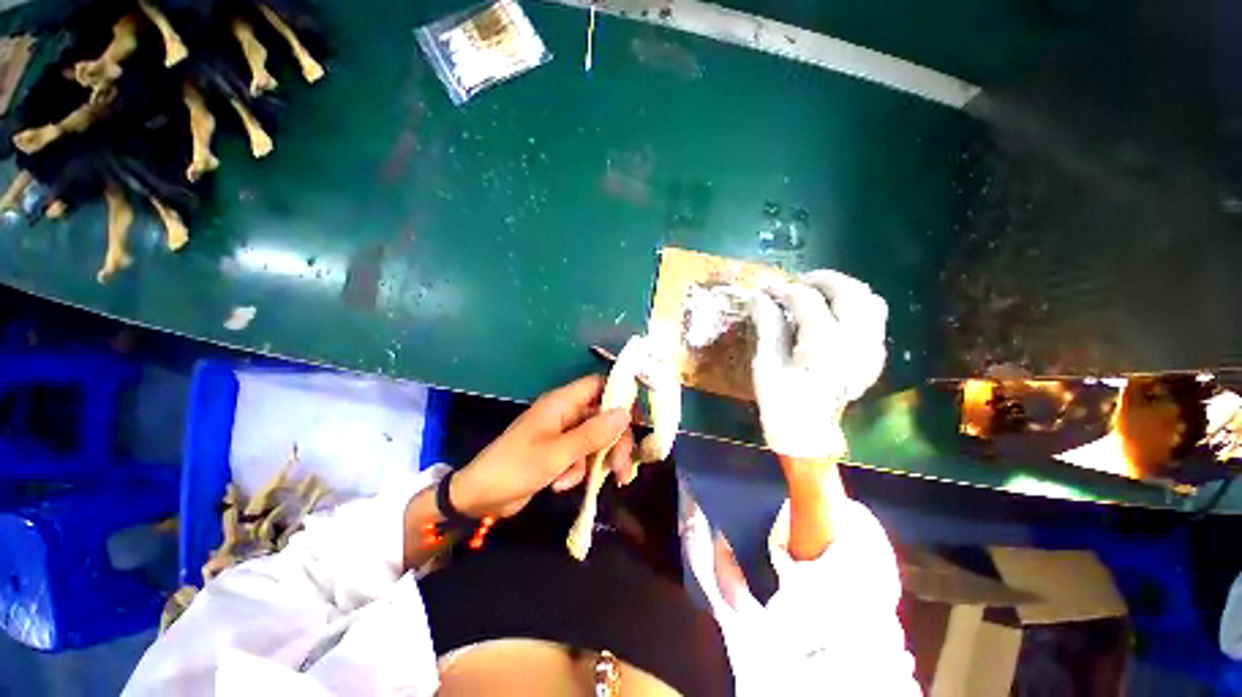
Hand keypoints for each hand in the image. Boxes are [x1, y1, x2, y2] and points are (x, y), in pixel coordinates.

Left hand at [450, 375, 635, 517]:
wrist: (479, 498)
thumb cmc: (515, 467)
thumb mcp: (557, 453)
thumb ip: (593, 433)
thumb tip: (625, 414)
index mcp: (562, 403)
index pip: (599, 385)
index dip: (621, 395)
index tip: (640, 416)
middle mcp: (565, 413)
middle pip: (603, 417)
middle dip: (615, 441)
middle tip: (623, 467)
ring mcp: (563, 433)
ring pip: (596, 439)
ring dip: (599, 460)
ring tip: (599, 481)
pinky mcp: (559, 452)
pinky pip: (582, 456)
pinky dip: (579, 471)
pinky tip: (562, 485)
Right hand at [749, 270, 888, 458]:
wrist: (808, 432)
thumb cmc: (780, 399)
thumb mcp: (766, 363)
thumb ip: (767, 324)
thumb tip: (761, 296)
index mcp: (822, 347)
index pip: (806, 300)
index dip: (782, 289)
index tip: (765, 289)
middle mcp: (855, 343)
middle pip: (848, 292)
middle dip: (820, 280)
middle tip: (796, 282)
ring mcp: (871, 350)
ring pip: (869, 300)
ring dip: (842, 289)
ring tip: (818, 292)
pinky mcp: (875, 356)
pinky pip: (875, 318)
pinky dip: (855, 306)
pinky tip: (834, 313)